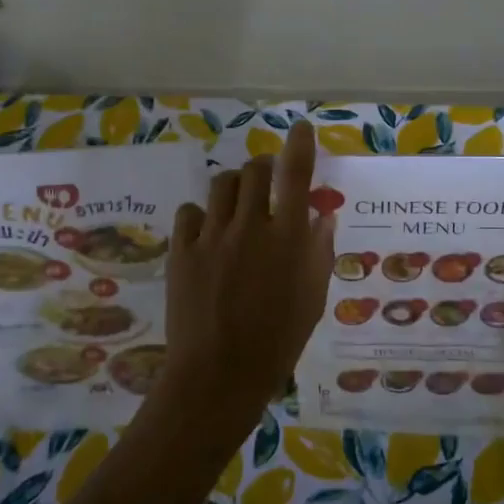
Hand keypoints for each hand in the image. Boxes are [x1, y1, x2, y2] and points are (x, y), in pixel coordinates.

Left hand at [153, 121, 335, 441]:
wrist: (219, 375)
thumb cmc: (278, 342)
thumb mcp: (312, 299)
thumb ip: (319, 253)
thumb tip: (322, 216)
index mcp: (288, 238)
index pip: (295, 175)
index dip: (300, 146)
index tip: (301, 129)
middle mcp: (250, 226)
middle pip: (253, 171)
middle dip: (263, 168)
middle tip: (266, 181)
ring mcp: (212, 237)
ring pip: (220, 185)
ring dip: (233, 187)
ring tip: (235, 205)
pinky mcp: (182, 251)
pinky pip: (189, 213)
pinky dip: (201, 215)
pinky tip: (206, 233)